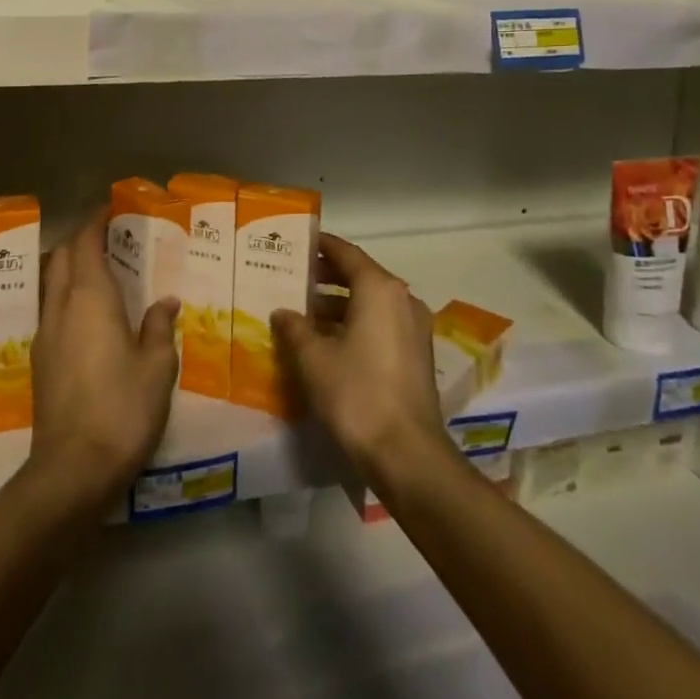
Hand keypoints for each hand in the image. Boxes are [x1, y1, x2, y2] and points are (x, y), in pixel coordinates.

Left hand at [24, 216, 179, 520]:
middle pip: (63, 257)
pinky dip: (68, 295)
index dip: (95, 220)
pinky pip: (52, 309)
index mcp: (90, 298)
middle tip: (110, 236)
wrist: (71, 469)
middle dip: (81, 239)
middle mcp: (61, 307)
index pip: (85, 242)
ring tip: (102, 271)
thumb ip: (159, 327)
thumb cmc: (122, 408)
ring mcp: (45, 334)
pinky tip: (90, 316)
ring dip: (72, 267)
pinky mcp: (39, 360)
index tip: (110, 208)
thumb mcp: (157, 367)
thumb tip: (164, 302)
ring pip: (53, 283)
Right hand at [272, 232, 454, 495]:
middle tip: (292, 277)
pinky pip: (381, 324)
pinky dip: (355, 324)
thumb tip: (283, 312)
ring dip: (339, 304)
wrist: (407, 455)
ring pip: (370, 303)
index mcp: (379, 289)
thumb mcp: (313, 358)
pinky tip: (327, 342)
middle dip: (326, 276)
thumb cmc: (356, 394)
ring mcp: (414, 328)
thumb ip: (295, 327)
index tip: (297, 243)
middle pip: (360, 276)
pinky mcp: (417, 355)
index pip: (345, 253)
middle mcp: (402, 299)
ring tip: (303, 312)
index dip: (320, 246)